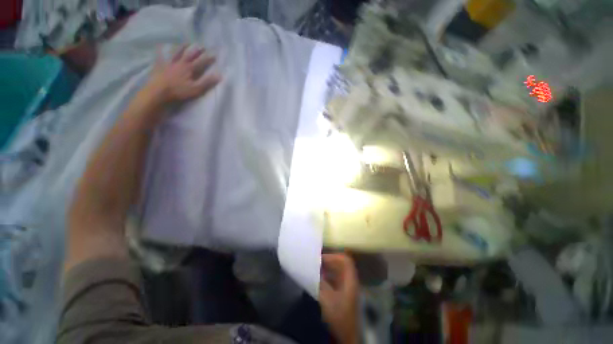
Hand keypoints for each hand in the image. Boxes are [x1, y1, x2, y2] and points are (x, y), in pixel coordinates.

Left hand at [146, 45, 220, 102]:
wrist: (159, 91)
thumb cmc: (179, 91)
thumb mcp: (197, 89)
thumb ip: (207, 82)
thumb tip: (219, 75)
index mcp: (190, 68)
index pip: (201, 62)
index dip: (208, 58)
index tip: (214, 55)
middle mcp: (180, 63)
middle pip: (190, 54)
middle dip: (197, 51)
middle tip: (202, 46)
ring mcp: (170, 63)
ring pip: (177, 53)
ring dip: (182, 48)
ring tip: (186, 43)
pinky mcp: (160, 66)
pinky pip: (161, 56)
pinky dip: (161, 51)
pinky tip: (161, 47)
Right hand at [319, 253, 359, 343]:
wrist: (345, 336)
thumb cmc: (338, 316)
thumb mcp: (327, 299)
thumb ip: (320, 282)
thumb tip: (313, 270)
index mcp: (350, 280)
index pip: (345, 260)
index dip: (334, 256)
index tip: (322, 257)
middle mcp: (350, 281)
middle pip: (342, 264)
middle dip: (329, 260)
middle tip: (317, 261)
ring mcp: (347, 288)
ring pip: (338, 271)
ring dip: (328, 268)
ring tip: (317, 267)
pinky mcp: (343, 293)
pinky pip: (336, 278)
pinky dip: (328, 275)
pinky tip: (320, 278)